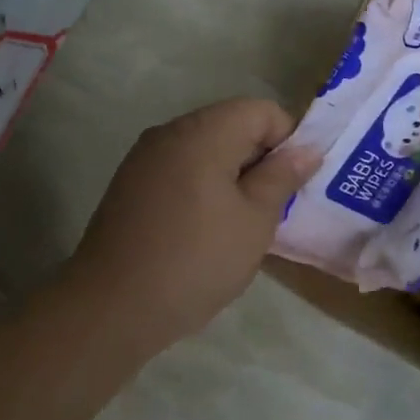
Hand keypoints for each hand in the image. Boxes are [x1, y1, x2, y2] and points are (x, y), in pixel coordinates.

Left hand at [62, 99, 320, 356]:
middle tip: (273, 206)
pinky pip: (181, 168)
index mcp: (204, 132)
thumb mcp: (255, 221)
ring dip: (233, 174)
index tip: (292, 184)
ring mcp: (145, 157)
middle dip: (261, 158)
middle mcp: (171, 132)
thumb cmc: (196, 261)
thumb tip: (308, 149)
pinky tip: (205, 228)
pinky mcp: (130, 184)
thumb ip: (283, 177)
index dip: (288, 141)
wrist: (111, 309)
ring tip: (241, 221)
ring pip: (206, 148)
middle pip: (233, 124)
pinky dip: (204, 185)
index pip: (262, 110)